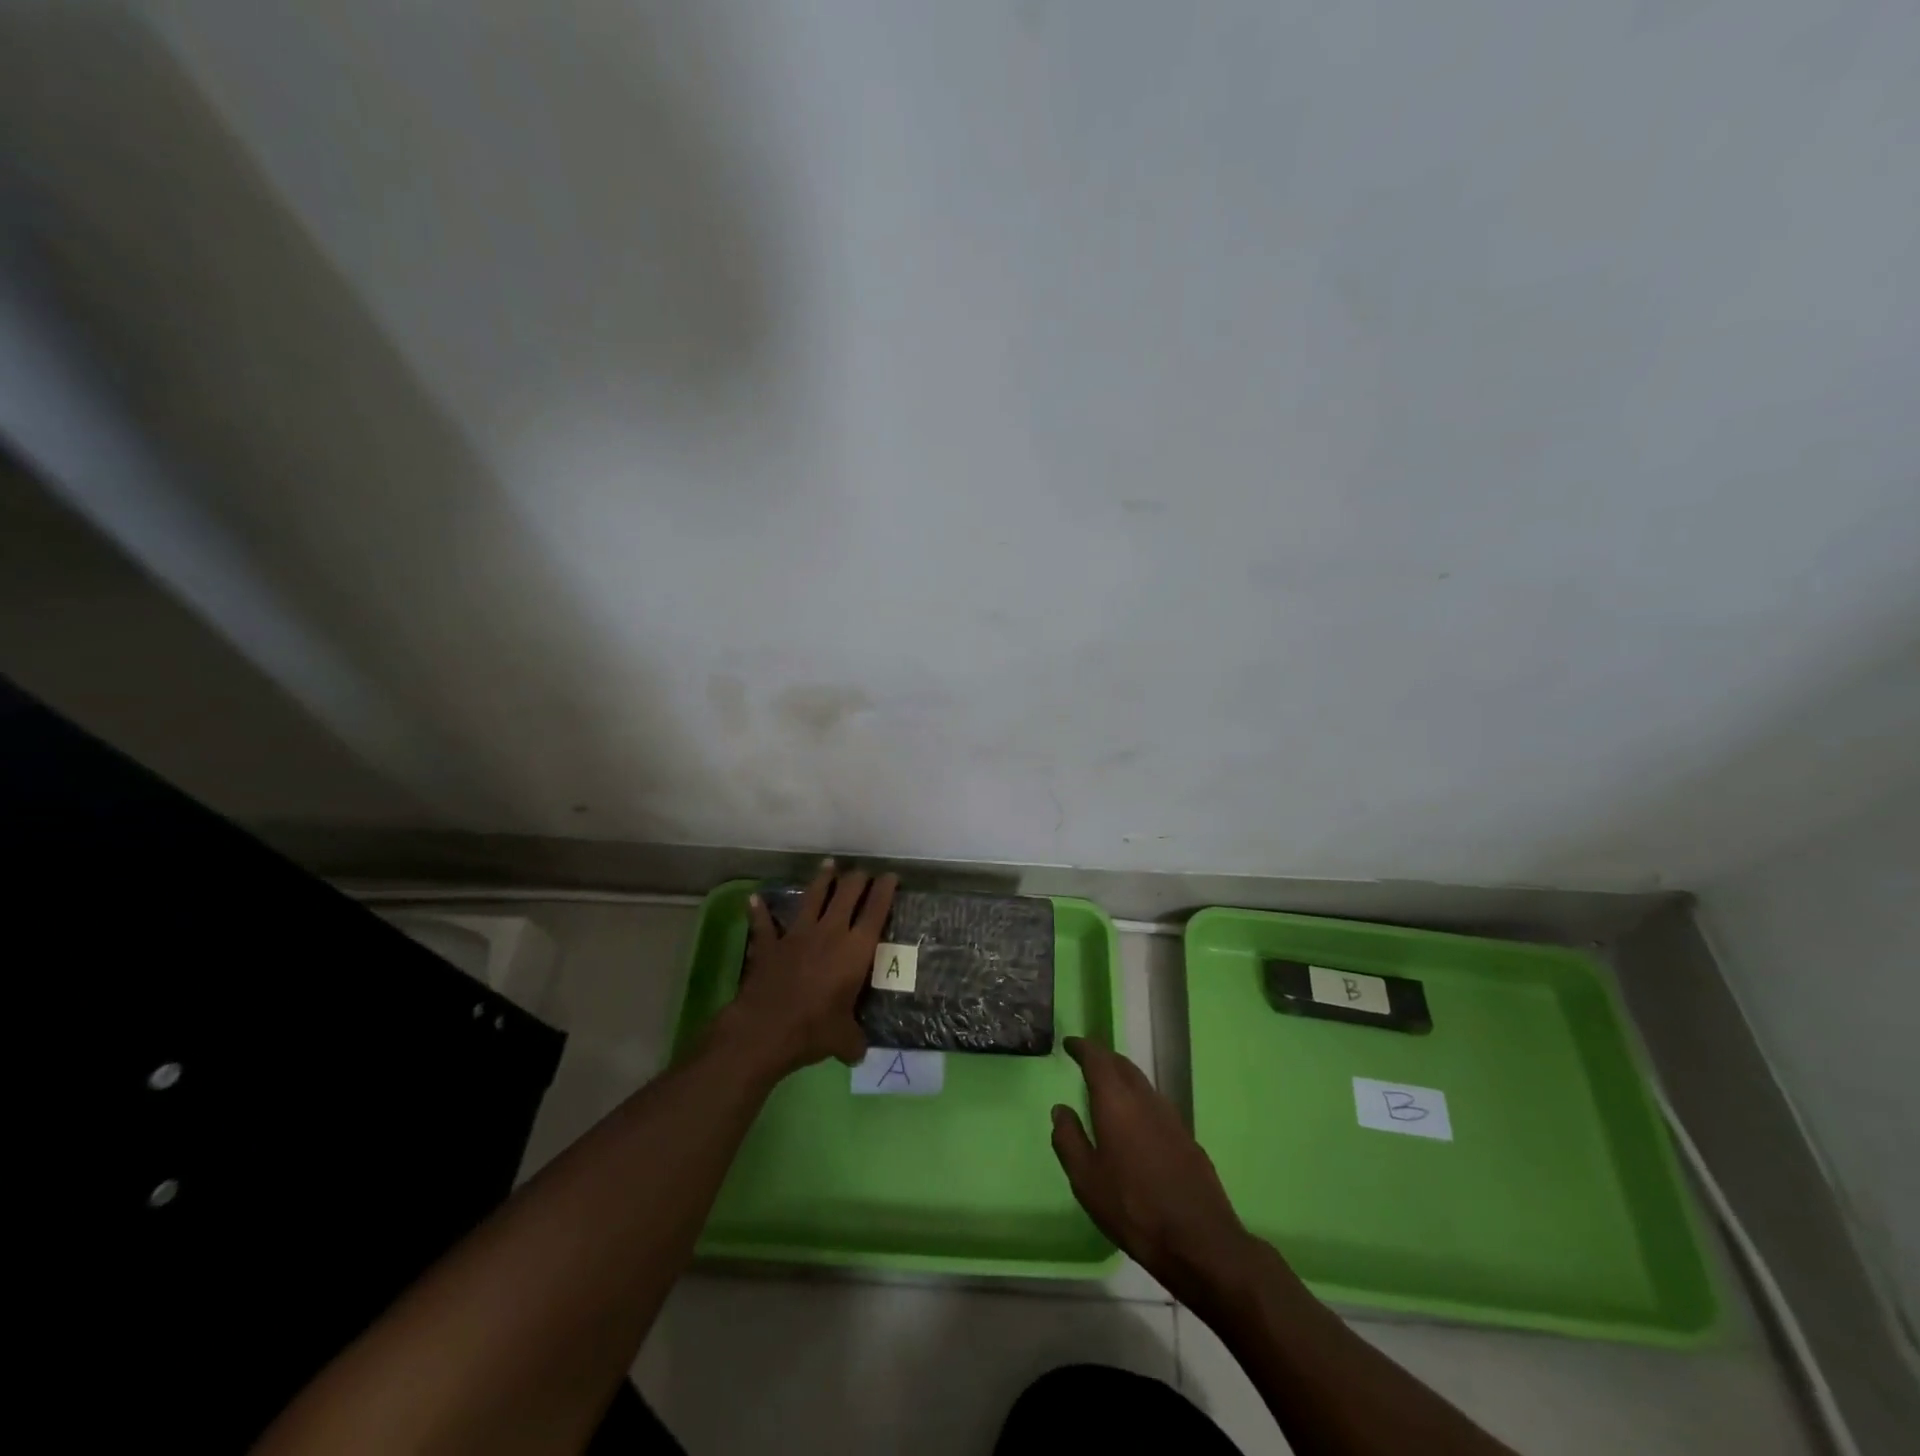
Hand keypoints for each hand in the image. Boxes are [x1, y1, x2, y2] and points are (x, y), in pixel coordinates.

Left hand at [720, 860, 898, 1079]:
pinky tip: (754, 899)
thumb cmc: (814, 1030)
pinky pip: (764, 924)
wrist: (765, 1030)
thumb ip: (854, 1040)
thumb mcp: (844, 1040)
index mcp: (855, 950)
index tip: (891, 876)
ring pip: (813, 897)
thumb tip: (858, 1051)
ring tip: (829, 864)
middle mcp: (830, 933)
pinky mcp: (769, 944)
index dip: (885, 890)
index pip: (875, 911)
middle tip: (863, 873)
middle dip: (857, 879)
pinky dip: (759, 912)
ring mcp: (797, 935)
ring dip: (822, 879)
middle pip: (846, 894)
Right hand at [1051, 1036, 1256, 1309]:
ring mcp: (1171, 1117)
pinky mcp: (1187, 1138)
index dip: (1083, 1047)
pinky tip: (1135, 1122)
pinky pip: (1156, 1105)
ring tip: (1108, 1088)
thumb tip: (1060, 1109)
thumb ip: (1068, 1140)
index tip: (1070, 1043)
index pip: (1098, 1059)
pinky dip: (1139, 1100)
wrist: (1199, 1240)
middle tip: (1086, 1061)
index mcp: (1117, 1102)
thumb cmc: (1133, 1208)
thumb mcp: (1086, 1179)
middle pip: (1123, 1065)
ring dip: (1123, 1078)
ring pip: (1142, 1083)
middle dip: (1103, 1058)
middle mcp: (1145, 1099)